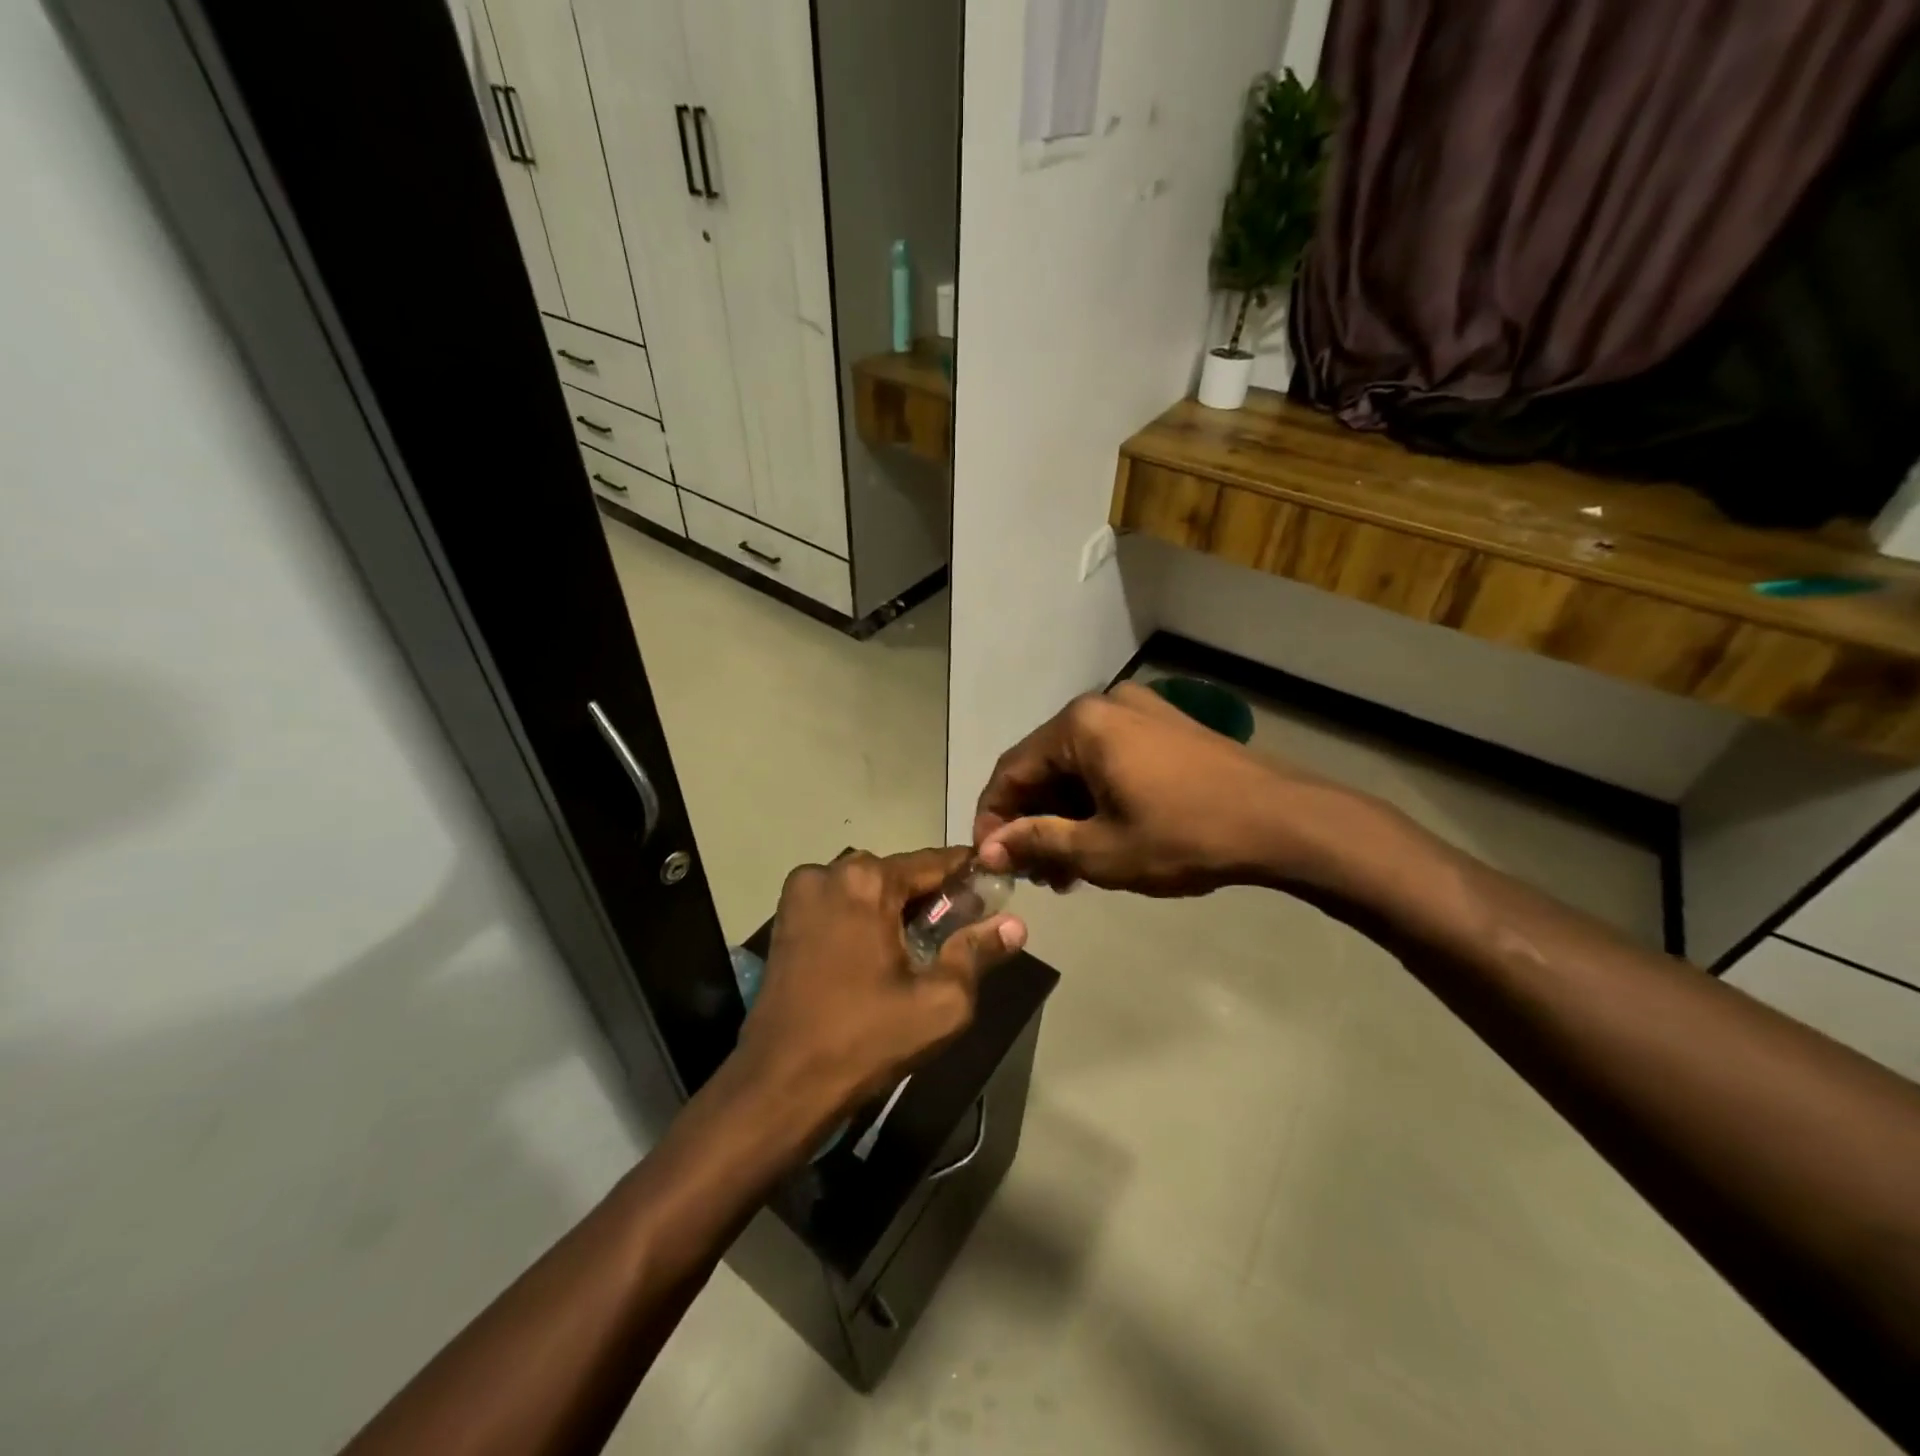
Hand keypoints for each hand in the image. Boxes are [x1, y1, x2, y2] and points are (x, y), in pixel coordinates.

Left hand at [733, 847, 1026, 1133]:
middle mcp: (829, 872)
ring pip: (867, 889)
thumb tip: (1016, 924)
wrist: (780, 1083)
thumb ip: (979, 954)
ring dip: (895, 908)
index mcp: (866, 880)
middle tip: (960, 931)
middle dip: (931, 897)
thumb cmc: (865, 1039)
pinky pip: (840, 904)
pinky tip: (880, 953)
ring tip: (922, 947)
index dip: (967, 874)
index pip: (933, 862)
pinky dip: (864, 918)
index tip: (995, 886)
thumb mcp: (940, 1002)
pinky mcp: (785, 919)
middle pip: (898, 874)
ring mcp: (800, 894)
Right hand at [973, 682, 1346, 896]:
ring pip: (1079, 766)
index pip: (1011, 770)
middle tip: (1035, 873)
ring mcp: (1140, 712)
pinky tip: (1102, 839)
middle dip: (1033, 821)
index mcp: (1080, 725)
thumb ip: (1037, 842)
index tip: (989, 861)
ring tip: (1069, 869)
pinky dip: (1097, 799)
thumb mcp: (1101, 850)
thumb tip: (988, 849)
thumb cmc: (1185, 835)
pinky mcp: (1167, 727)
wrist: (1285, 821)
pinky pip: (1111, 761)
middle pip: (1045, 766)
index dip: (993, 818)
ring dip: (1065, 815)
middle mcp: (1104, 705)